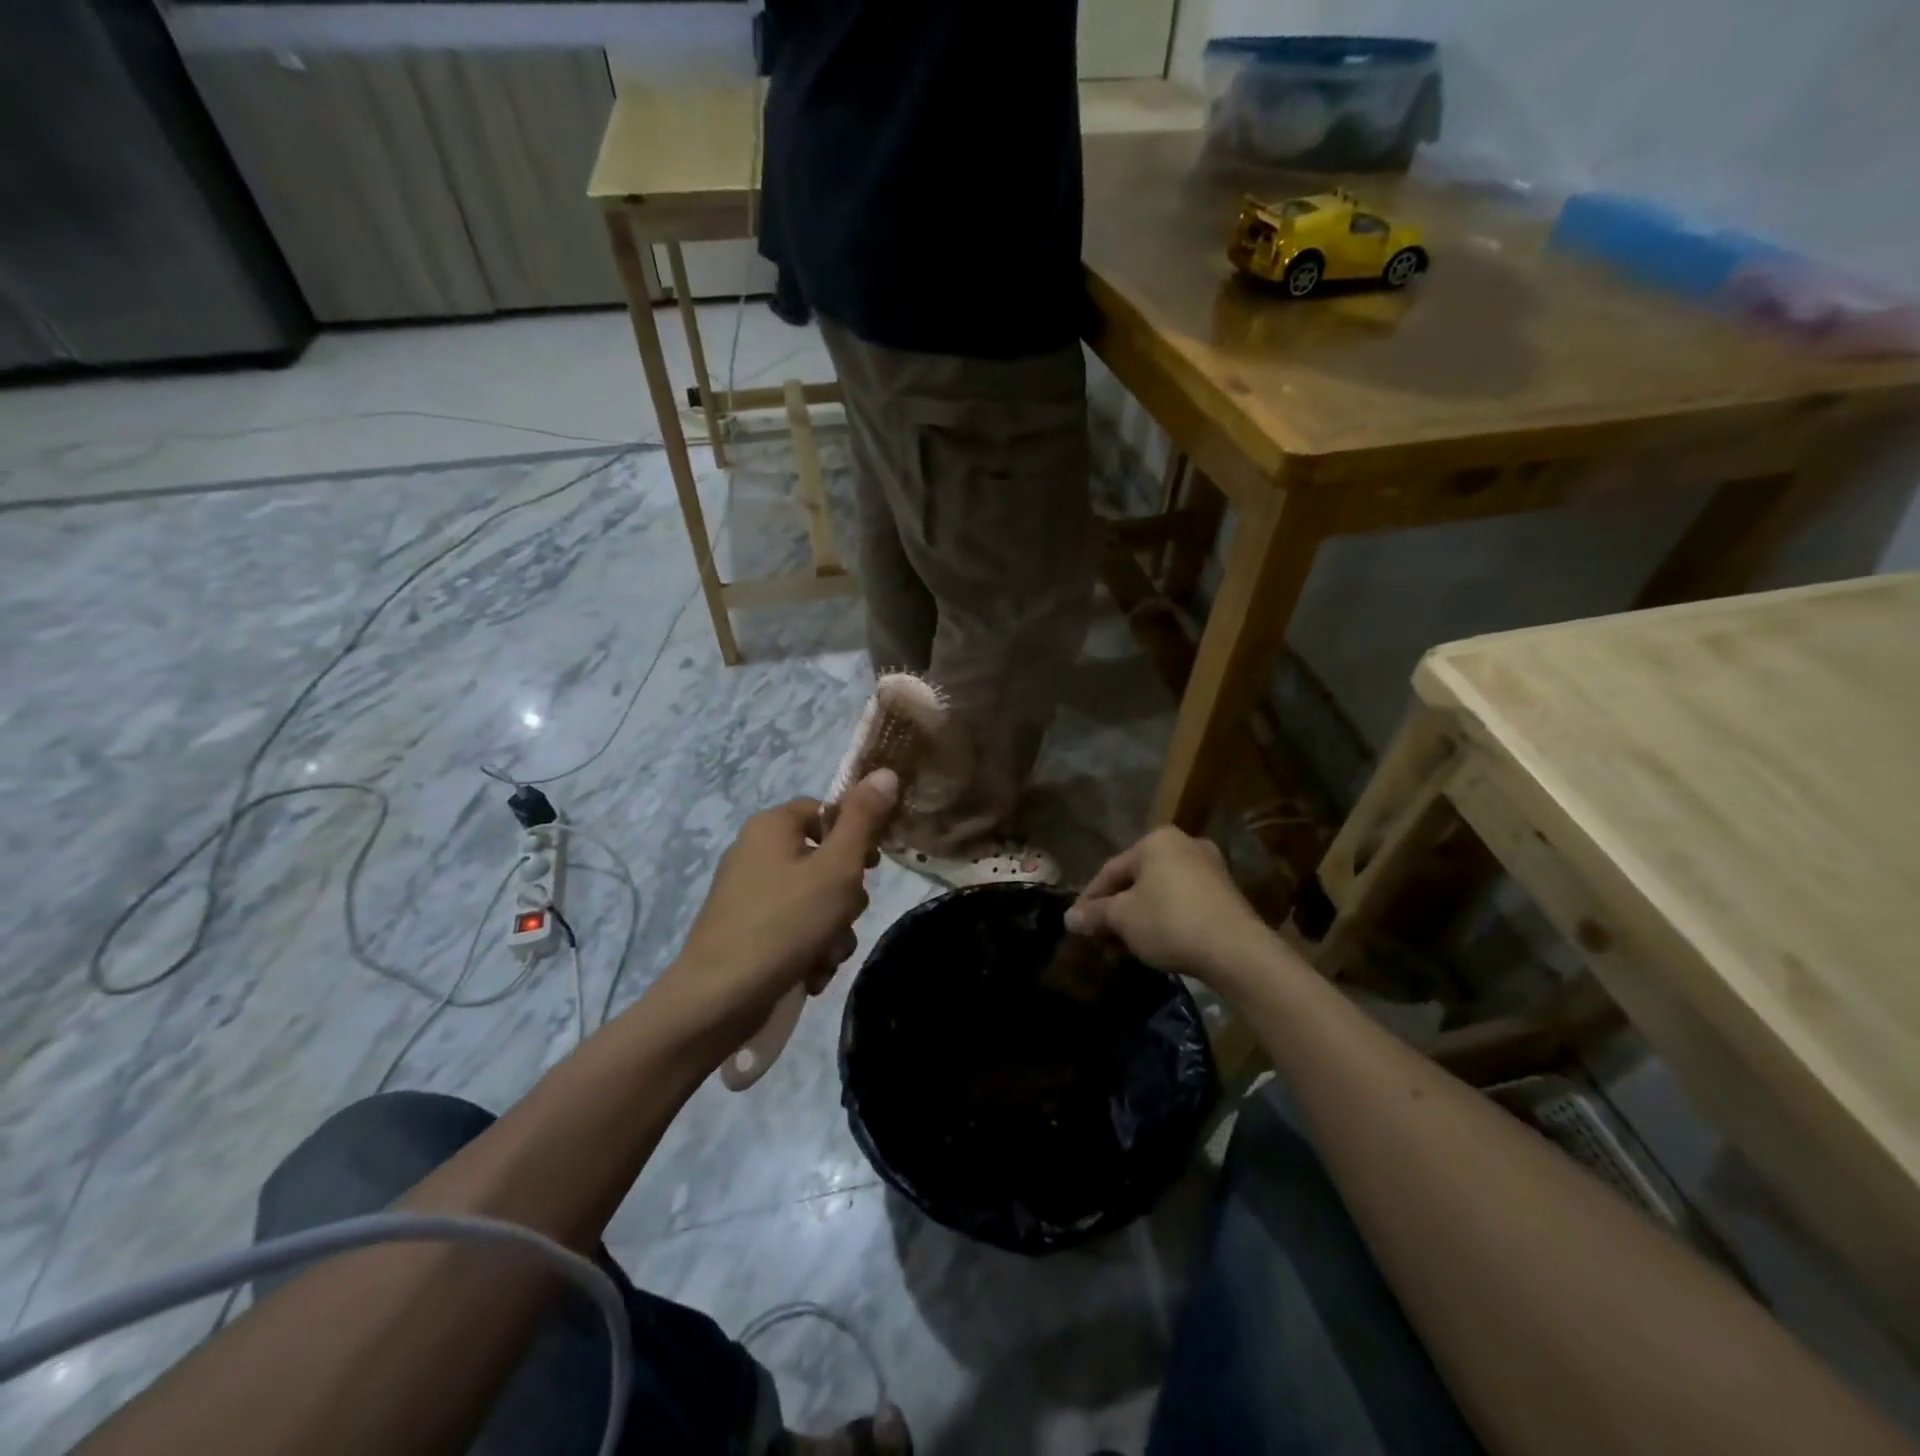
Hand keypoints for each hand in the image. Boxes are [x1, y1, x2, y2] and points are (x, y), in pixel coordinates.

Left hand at [647, 770, 898, 1053]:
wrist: (718, 999)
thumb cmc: (785, 923)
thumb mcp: (837, 867)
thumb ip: (864, 820)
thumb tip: (885, 772)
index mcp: (771, 826)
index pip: (825, 811)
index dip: (855, 836)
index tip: (872, 867)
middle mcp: (754, 852)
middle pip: (823, 860)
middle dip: (844, 898)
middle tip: (844, 918)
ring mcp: (746, 894)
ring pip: (813, 900)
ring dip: (832, 930)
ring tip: (826, 956)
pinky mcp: (743, 930)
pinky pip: (791, 928)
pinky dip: (808, 948)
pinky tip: (811, 973)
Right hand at [1064, 827, 1272, 988]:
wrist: (1237, 951)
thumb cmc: (1169, 921)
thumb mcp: (1122, 918)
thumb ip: (1093, 915)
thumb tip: (1069, 918)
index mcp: (1156, 840)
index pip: (1110, 870)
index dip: (1089, 900)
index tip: (1077, 926)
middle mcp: (1184, 845)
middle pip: (1136, 882)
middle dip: (1115, 913)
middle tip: (1101, 941)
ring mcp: (1210, 869)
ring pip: (1159, 895)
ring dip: (1137, 921)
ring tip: (1123, 951)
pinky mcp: (1226, 895)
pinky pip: (1182, 904)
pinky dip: (1163, 922)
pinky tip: (1153, 947)